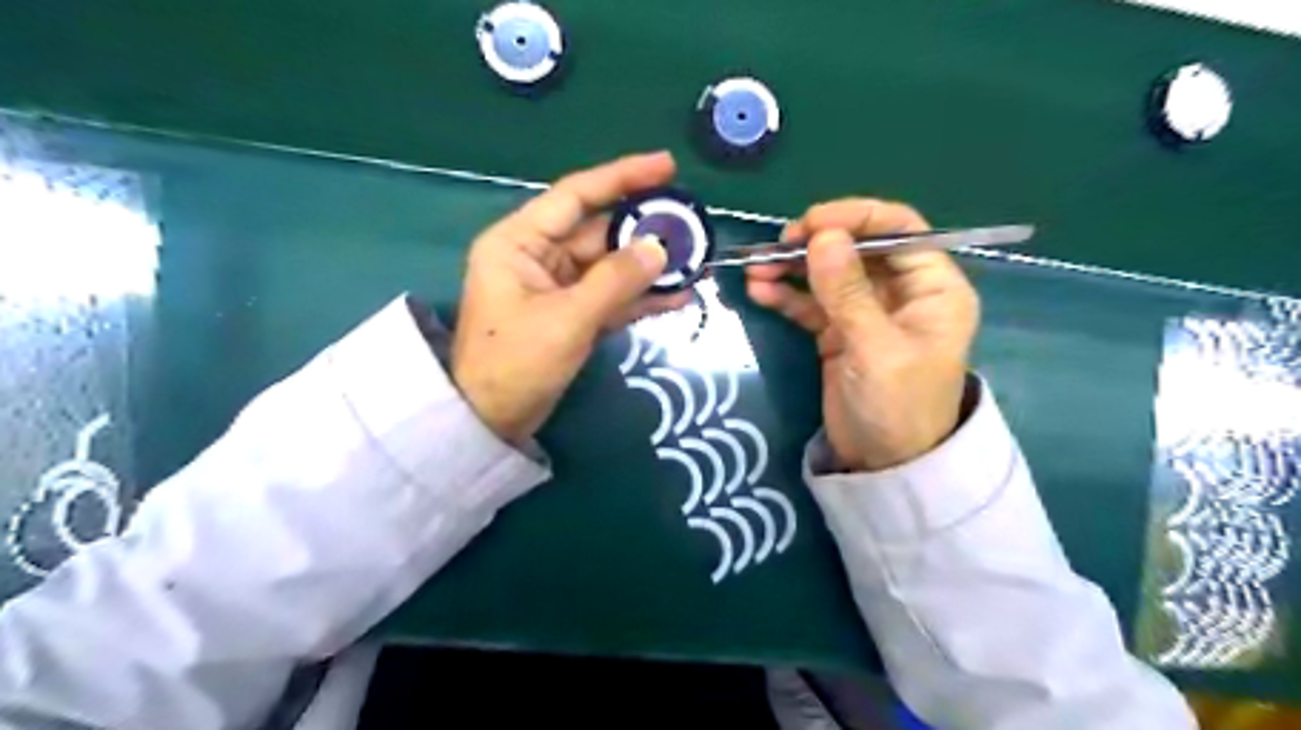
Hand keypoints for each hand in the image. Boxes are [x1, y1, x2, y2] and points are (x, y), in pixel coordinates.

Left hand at [453, 152, 691, 440]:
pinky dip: (640, 297)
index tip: (667, 166)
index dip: (622, 177)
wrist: (491, 421)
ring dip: (649, 267)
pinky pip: (611, 296)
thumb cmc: (515, 363)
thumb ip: (616, 281)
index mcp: (520, 241)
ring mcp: (557, 287)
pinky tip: (678, 295)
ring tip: (696, 262)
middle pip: (600, 232)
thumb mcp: (567, 319)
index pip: (576, 195)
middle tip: (693, 227)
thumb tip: (661, 248)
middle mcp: (538, 256)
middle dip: (646, 231)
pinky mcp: (572, 315)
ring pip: (611, 266)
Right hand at [742, 199, 975, 472]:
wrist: (884, 465)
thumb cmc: (897, 407)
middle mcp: (902, 291)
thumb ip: (848, 292)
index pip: (900, 230)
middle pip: (858, 248)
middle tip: (776, 247)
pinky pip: (812, 303)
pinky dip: (787, 296)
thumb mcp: (875, 348)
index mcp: (932, 287)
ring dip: (792, 269)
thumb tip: (822, 236)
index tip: (811, 223)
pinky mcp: (839, 331)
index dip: (856, 218)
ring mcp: (867, 311)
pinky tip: (760, 292)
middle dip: (815, 244)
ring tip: (756, 270)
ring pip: (829, 274)